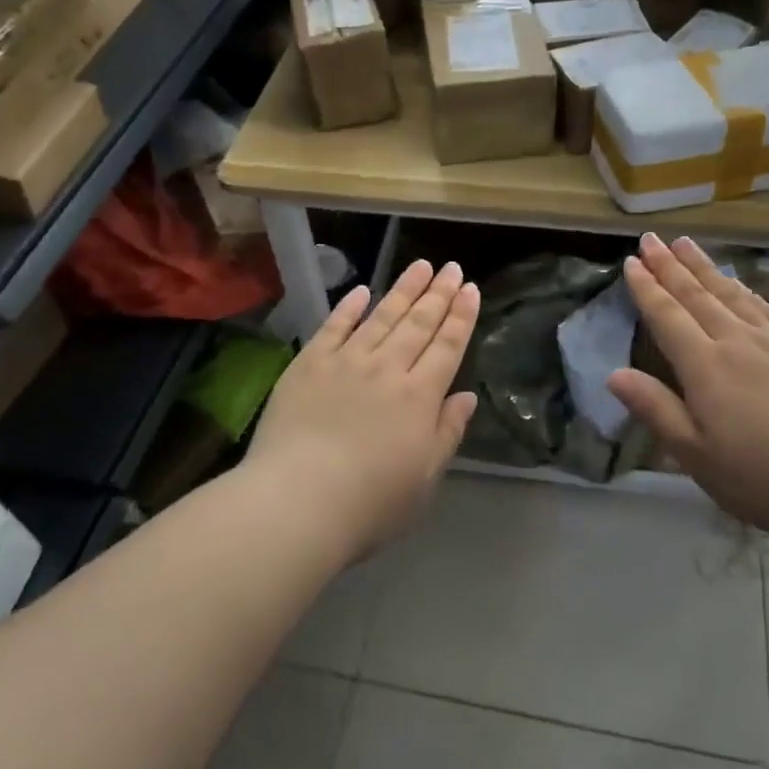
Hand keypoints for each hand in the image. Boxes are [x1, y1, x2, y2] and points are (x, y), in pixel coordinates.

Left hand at [247, 260, 478, 554]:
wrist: (297, 502)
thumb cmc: (370, 503)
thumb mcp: (424, 479)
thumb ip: (447, 432)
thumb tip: (467, 396)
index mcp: (420, 396)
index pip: (447, 346)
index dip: (461, 316)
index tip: (471, 289)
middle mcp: (387, 369)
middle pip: (418, 324)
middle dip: (438, 293)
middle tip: (452, 267)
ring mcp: (346, 362)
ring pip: (381, 316)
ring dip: (403, 290)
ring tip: (420, 265)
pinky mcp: (309, 364)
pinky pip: (334, 327)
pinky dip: (349, 307)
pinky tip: (361, 291)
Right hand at [607, 235, 768, 544]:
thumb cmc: (764, 476)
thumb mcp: (696, 454)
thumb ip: (655, 409)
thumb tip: (613, 374)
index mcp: (704, 366)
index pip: (667, 316)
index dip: (647, 288)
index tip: (631, 261)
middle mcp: (736, 342)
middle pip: (696, 295)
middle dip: (670, 266)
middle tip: (652, 238)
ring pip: (731, 293)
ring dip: (705, 267)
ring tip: (687, 244)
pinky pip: (766, 308)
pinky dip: (746, 289)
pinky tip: (741, 283)